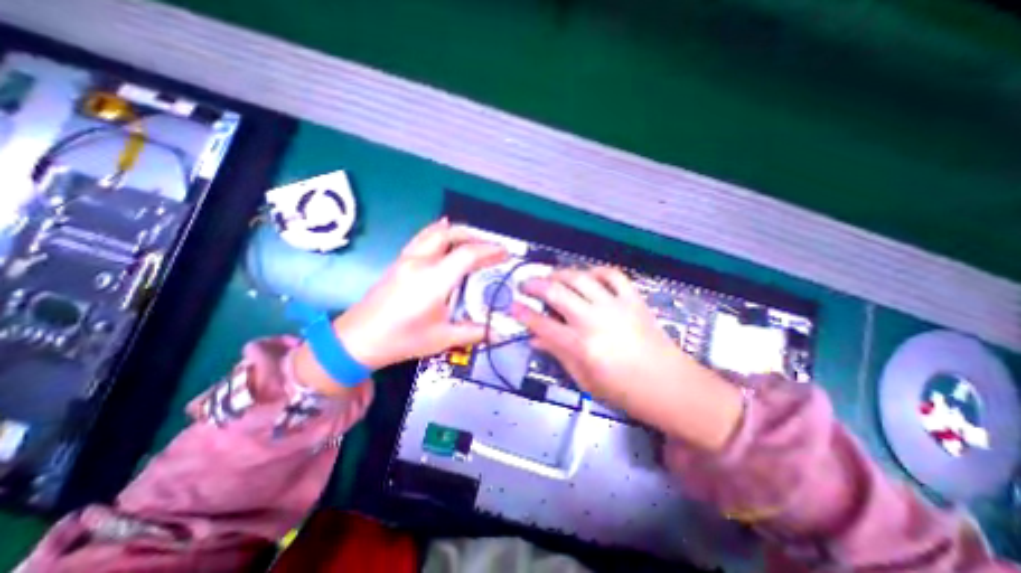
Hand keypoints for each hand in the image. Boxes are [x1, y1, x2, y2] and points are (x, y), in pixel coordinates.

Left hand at [294, 217, 502, 396]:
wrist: (356, 340)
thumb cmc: (402, 340)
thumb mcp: (442, 338)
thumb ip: (474, 332)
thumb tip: (498, 331)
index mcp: (434, 280)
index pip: (467, 254)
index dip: (489, 251)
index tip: (505, 253)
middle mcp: (421, 262)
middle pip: (450, 234)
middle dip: (475, 235)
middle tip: (491, 246)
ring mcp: (406, 259)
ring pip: (434, 232)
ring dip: (456, 231)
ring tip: (473, 239)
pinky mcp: (398, 262)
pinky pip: (422, 238)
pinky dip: (438, 233)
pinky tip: (443, 235)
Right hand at [516, 267, 746, 451]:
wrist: (670, 386)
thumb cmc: (625, 391)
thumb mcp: (584, 380)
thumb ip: (558, 355)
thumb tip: (536, 340)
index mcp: (580, 346)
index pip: (541, 325)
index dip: (523, 314)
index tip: (513, 307)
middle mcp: (594, 320)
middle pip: (556, 292)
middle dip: (534, 285)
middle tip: (525, 284)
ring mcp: (614, 305)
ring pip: (580, 278)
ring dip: (560, 274)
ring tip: (551, 277)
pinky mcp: (632, 299)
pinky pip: (611, 275)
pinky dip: (596, 271)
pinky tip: (587, 277)